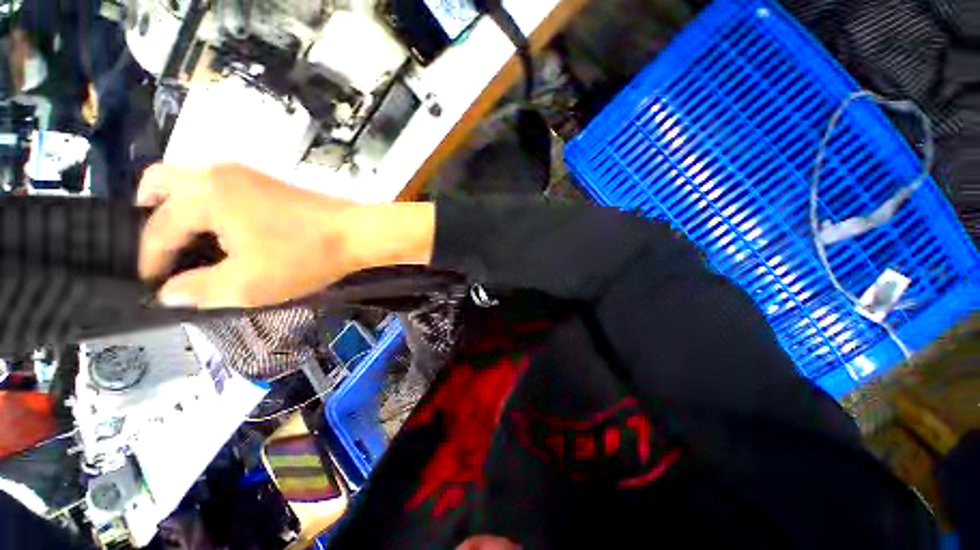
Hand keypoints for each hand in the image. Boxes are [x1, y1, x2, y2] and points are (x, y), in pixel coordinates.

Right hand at [138, 164, 434, 308]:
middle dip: (150, 217)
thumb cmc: (304, 257)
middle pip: (159, 184)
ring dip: (177, 209)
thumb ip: (199, 290)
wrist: (357, 233)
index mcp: (204, 195)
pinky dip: (204, 207)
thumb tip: (168, 293)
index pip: (157, 228)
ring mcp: (244, 174)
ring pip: (189, 182)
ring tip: (187, 245)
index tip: (151, 286)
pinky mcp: (266, 182)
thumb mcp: (247, 285)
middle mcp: (217, 174)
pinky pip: (217, 188)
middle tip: (160, 253)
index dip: (149, 261)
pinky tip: (219, 233)